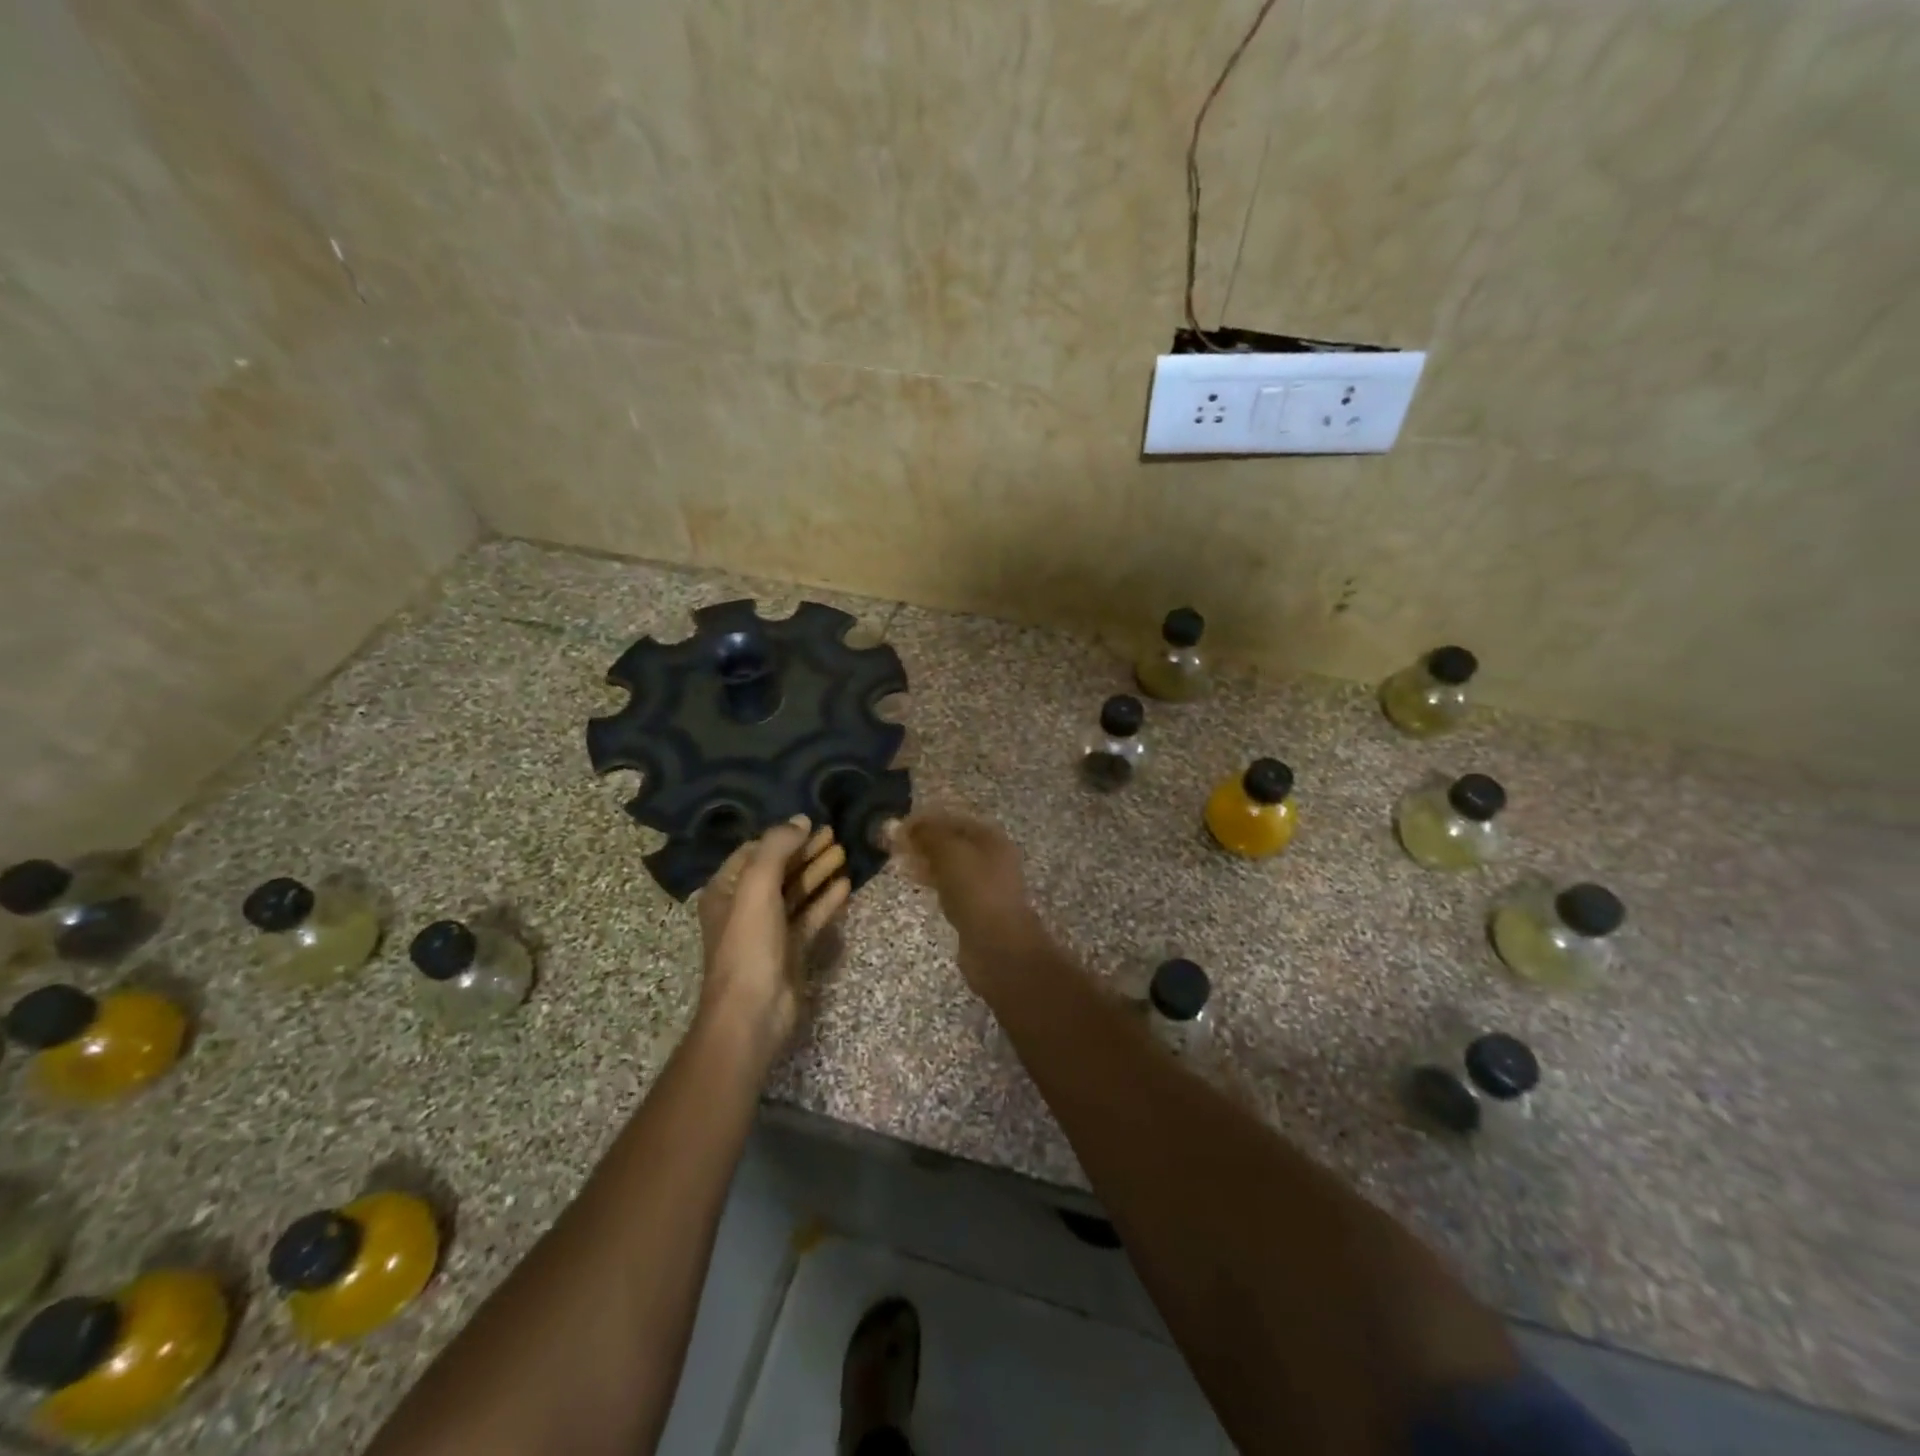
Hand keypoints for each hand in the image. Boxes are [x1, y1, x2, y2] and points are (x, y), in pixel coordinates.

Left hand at [696, 817, 849, 1055]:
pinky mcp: (790, 949)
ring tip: (844, 852)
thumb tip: (800, 820)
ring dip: (817, 871)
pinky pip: (809, 916)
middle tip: (834, 832)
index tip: (810, 822)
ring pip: (796, 892)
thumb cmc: (749, 943)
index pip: (753, 852)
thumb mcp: (757, 886)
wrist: (753, 1010)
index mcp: (726, 890)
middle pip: (778, 870)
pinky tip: (845, 885)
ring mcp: (769, 929)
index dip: (781, 836)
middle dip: (804, 850)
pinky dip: (825, 900)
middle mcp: (745, 906)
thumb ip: (777, 848)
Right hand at [888, 811, 1042, 982]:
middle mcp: (992, 858)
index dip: (926, 820)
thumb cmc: (975, 891)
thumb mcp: (949, 853)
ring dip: (927, 862)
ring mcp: (985, 885)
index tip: (899, 827)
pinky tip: (917, 883)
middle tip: (896, 846)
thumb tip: (901, 825)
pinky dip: (933, 882)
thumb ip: (927, 835)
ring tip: (901, 862)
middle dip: (925, 841)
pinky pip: (951, 887)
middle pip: (953, 842)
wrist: (997, 945)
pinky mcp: (976, 909)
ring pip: (951, 866)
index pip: (954, 820)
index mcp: (991, 838)